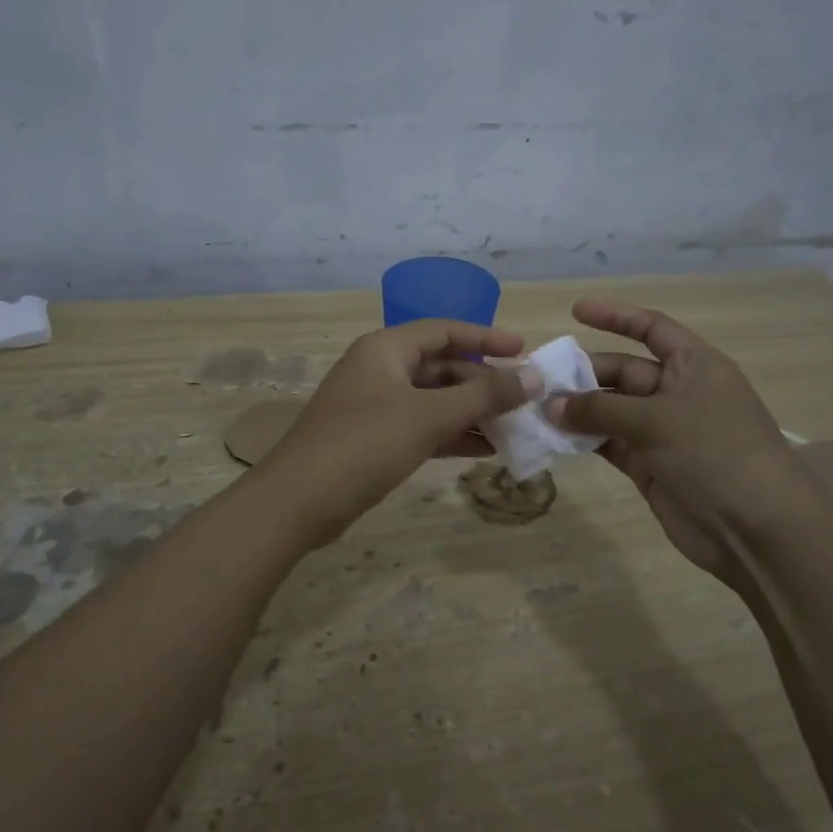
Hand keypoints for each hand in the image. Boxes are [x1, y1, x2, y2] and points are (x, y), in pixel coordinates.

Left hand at [262, 320, 530, 544]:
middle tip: (525, 399)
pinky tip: (486, 449)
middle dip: (483, 382)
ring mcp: (375, 406)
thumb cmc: (366, 443)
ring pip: (433, 400)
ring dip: (472, 412)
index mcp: (386, 348)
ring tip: (515, 427)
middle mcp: (380, 370)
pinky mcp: (374, 440)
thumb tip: (533, 377)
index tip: (525, 350)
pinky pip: (422, 427)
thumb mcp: (429, 416)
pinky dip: (452, 435)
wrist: (300, 501)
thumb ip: (483, 396)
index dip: (486, 337)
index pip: (444, 330)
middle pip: (441, 366)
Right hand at [548, 299, 809, 587]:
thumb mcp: (658, 420)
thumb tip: (550, 404)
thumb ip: (600, 409)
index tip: (575, 311)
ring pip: (612, 410)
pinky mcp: (650, 466)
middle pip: (624, 371)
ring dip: (579, 410)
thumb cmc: (716, 453)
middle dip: (585, 373)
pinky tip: (554, 437)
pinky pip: (610, 443)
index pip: (652, 329)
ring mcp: (663, 432)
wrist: (757, 530)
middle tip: (540, 380)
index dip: (616, 317)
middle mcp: (678, 393)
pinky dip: (585, 440)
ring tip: (537, 409)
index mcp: (695, 366)